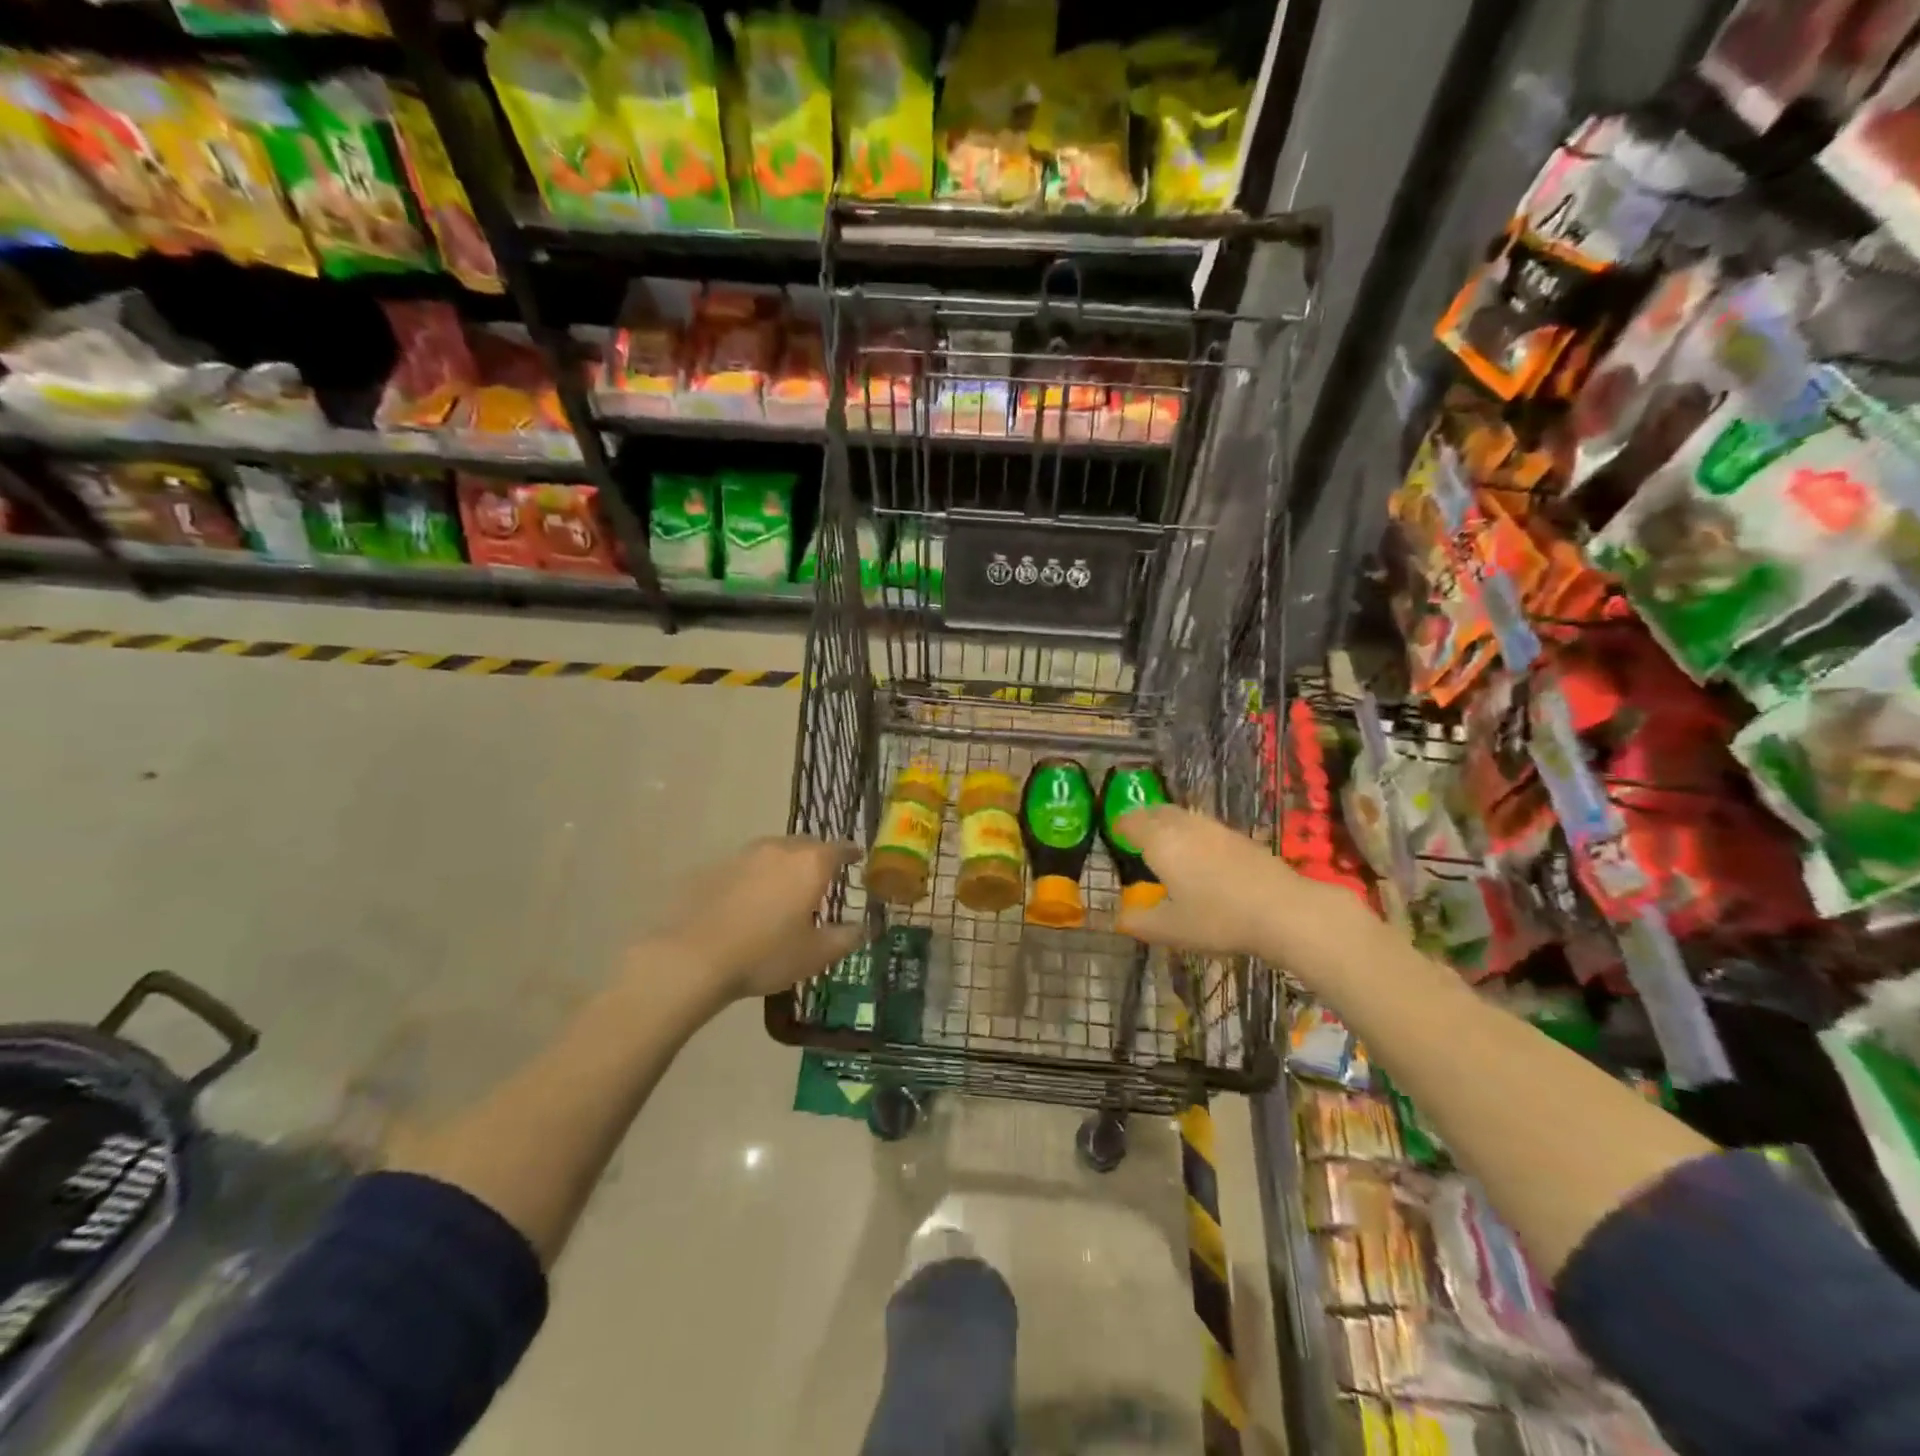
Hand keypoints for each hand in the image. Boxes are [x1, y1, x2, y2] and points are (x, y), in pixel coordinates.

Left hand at [654, 837, 867, 1001]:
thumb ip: (845, 938)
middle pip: (807, 845)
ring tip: (786, 890)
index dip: (852, 853)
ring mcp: (744, 855)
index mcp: (810, 863)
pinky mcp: (715, 868)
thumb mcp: (815, 955)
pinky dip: (757, 877)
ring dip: (785, 865)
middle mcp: (780, 849)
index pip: (840, 849)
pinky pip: (747, 866)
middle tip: (822, 880)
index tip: (858, 858)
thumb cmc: (766, 954)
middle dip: (818, 858)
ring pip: (775, 852)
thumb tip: (863, 928)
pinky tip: (751, 901)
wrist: (693, 957)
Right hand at [1115, 806, 1337, 958]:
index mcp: (1161, 843)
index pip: (1132, 823)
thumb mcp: (1171, 929)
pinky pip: (1205, 827)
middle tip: (1137, 833)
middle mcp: (1185, 827)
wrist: (1284, 911)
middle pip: (1158, 811)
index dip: (1120, 827)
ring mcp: (1216, 829)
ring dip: (1169, 823)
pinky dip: (1193, 834)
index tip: (1115, 834)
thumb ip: (1141, 922)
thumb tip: (1121, 918)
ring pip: (1184, 816)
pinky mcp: (1241, 838)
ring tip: (1167, 843)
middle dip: (1144, 819)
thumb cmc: (1218, 919)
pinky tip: (1201, 856)